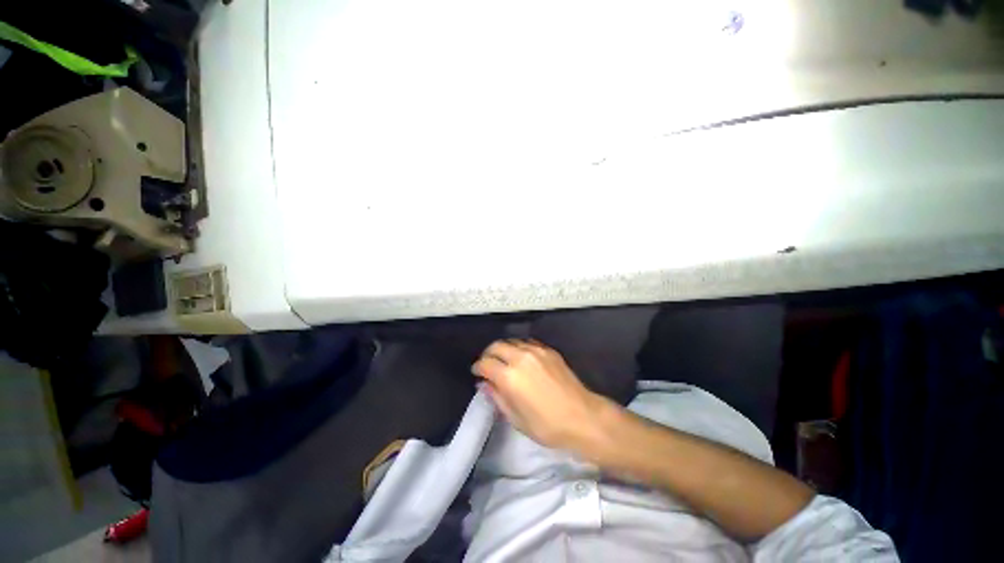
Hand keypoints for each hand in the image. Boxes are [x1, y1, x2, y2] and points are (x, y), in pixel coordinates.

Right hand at [472, 339, 611, 449]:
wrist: (582, 416)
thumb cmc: (547, 425)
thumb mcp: (516, 418)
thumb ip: (497, 397)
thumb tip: (484, 383)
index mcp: (509, 376)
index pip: (485, 363)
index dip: (478, 367)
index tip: (477, 373)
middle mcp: (520, 357)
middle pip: (496, 346)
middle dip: (488, 354)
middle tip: (488, 365)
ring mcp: (536, 351)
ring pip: (511, 341)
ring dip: (503, 349)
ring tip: (504, 361)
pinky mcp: (548, 350)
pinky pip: (527, 343)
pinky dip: (518, 348)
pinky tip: (521, 359)